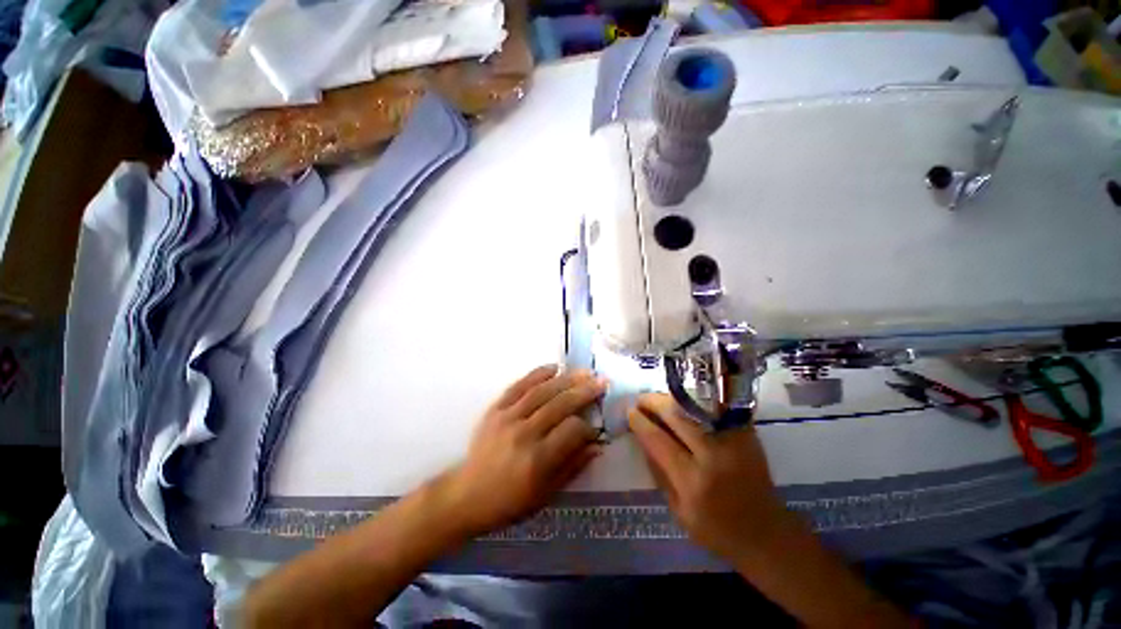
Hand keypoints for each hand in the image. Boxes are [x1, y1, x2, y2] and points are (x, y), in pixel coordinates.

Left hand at [443, 365, 604, 536]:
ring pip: (542, 392)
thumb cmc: (510, 501)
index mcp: (538, 460)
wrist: (467, 494)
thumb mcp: (546, 494)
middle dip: (584, 392)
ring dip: (566, 379)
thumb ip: (573, 466)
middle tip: (601, 381)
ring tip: (584, 372)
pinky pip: (519, 386)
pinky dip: (537, 374)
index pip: (572, 430)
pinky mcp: (495, 409)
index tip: (594, 427)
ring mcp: (507, 418)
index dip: (588, 426)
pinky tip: (553, 367)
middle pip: (560, 405)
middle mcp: (524, 434)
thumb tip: (597, 445)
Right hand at [628, 394, 792, 562]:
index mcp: (692, 482)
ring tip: (658, 400)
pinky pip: (715, 409)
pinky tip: (684, 403)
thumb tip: (642, 438)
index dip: (641, 422)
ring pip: (695, 407)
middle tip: (641, 399)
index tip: (630, 411)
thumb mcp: (678, 511)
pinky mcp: (747, 435)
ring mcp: (733, 442)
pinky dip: (696, 403)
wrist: (767, 534)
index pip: (658, 440)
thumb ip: (658, 473)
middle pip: (677, 416)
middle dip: (654, 402)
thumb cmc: (717, 530)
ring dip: (672, 399)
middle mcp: (713, 457)